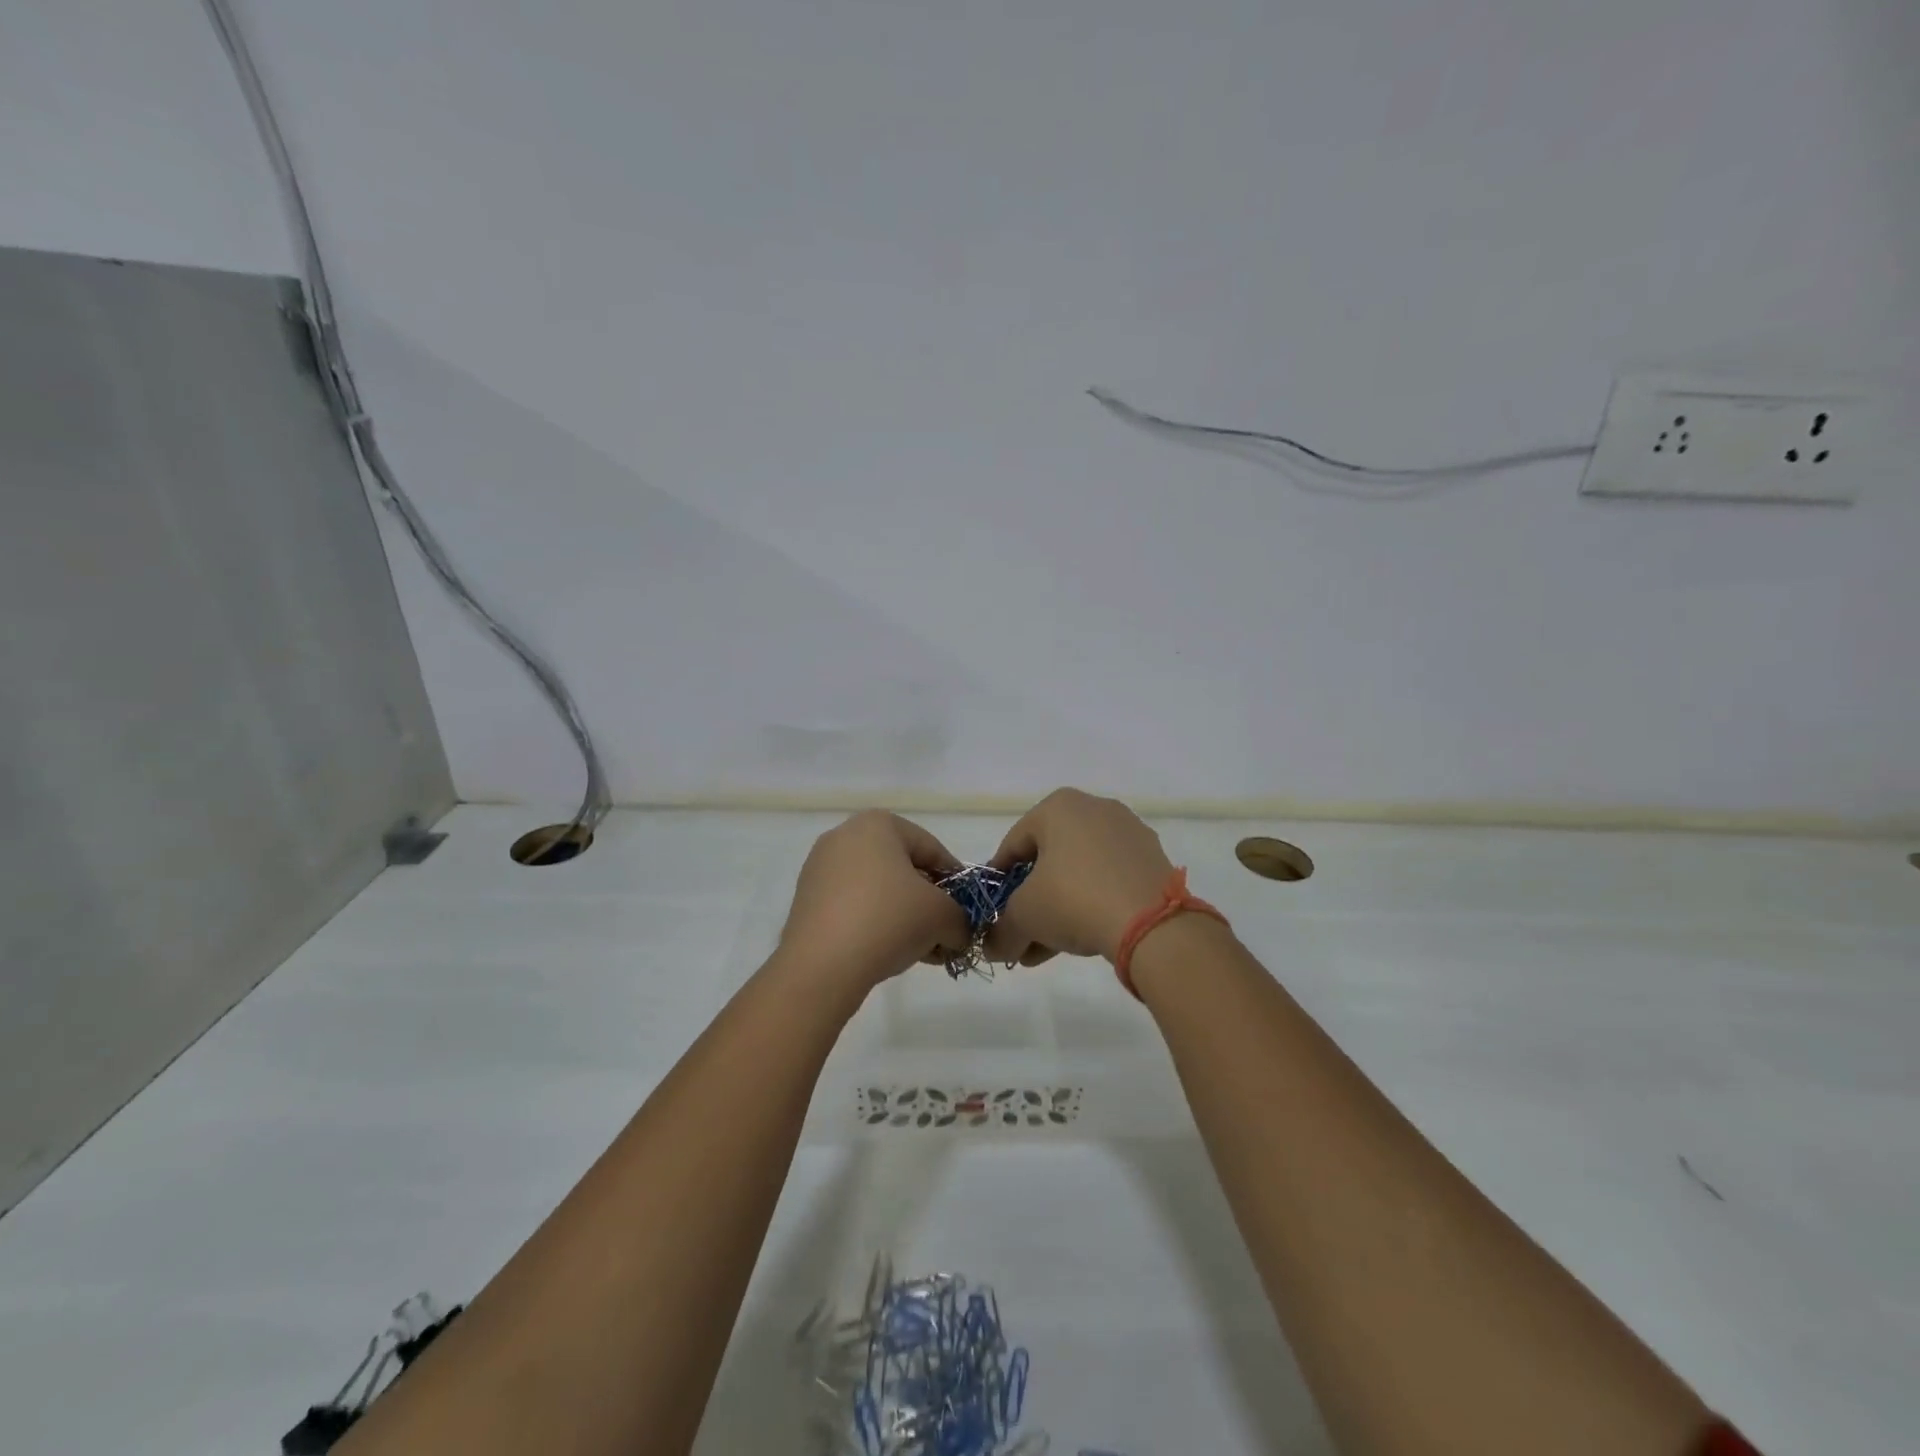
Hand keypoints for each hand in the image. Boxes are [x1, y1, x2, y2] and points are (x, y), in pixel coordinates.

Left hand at [777, 811, 970, 991]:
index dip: (956, 882)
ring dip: (904, 917)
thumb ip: (961, 919)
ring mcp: (820, 868)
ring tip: (922, 949)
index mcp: (878, 824)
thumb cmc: (889, 920)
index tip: (968, 911)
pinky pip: (854, 906)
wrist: (822, 966)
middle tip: (946, 932)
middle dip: (929, 902)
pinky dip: (876, 924)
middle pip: (903, 869)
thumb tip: (959, 932)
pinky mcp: (806, 901)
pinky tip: (890, 952)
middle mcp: (845, 836)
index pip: (932, 849)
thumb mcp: (943, 917)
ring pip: (879, 890)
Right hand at [983, 788, 1175, 965]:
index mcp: (1058, 806)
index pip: (1013, 844)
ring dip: (1058, 908)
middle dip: (1030, 901)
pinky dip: (1091, 904)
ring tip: (1046, 948)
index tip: (992, 911)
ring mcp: (1128, 833)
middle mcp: (1095, 809)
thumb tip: (993, 948)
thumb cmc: (1074, 899)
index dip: (998, 881)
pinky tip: (1081, 939)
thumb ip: (1001, 930)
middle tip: (1020, 934)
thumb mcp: (1024, 917)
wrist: (1153, 924)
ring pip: (1079, 873)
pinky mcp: (1152, 860)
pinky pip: (1109, 880)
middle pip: (1048, 860)